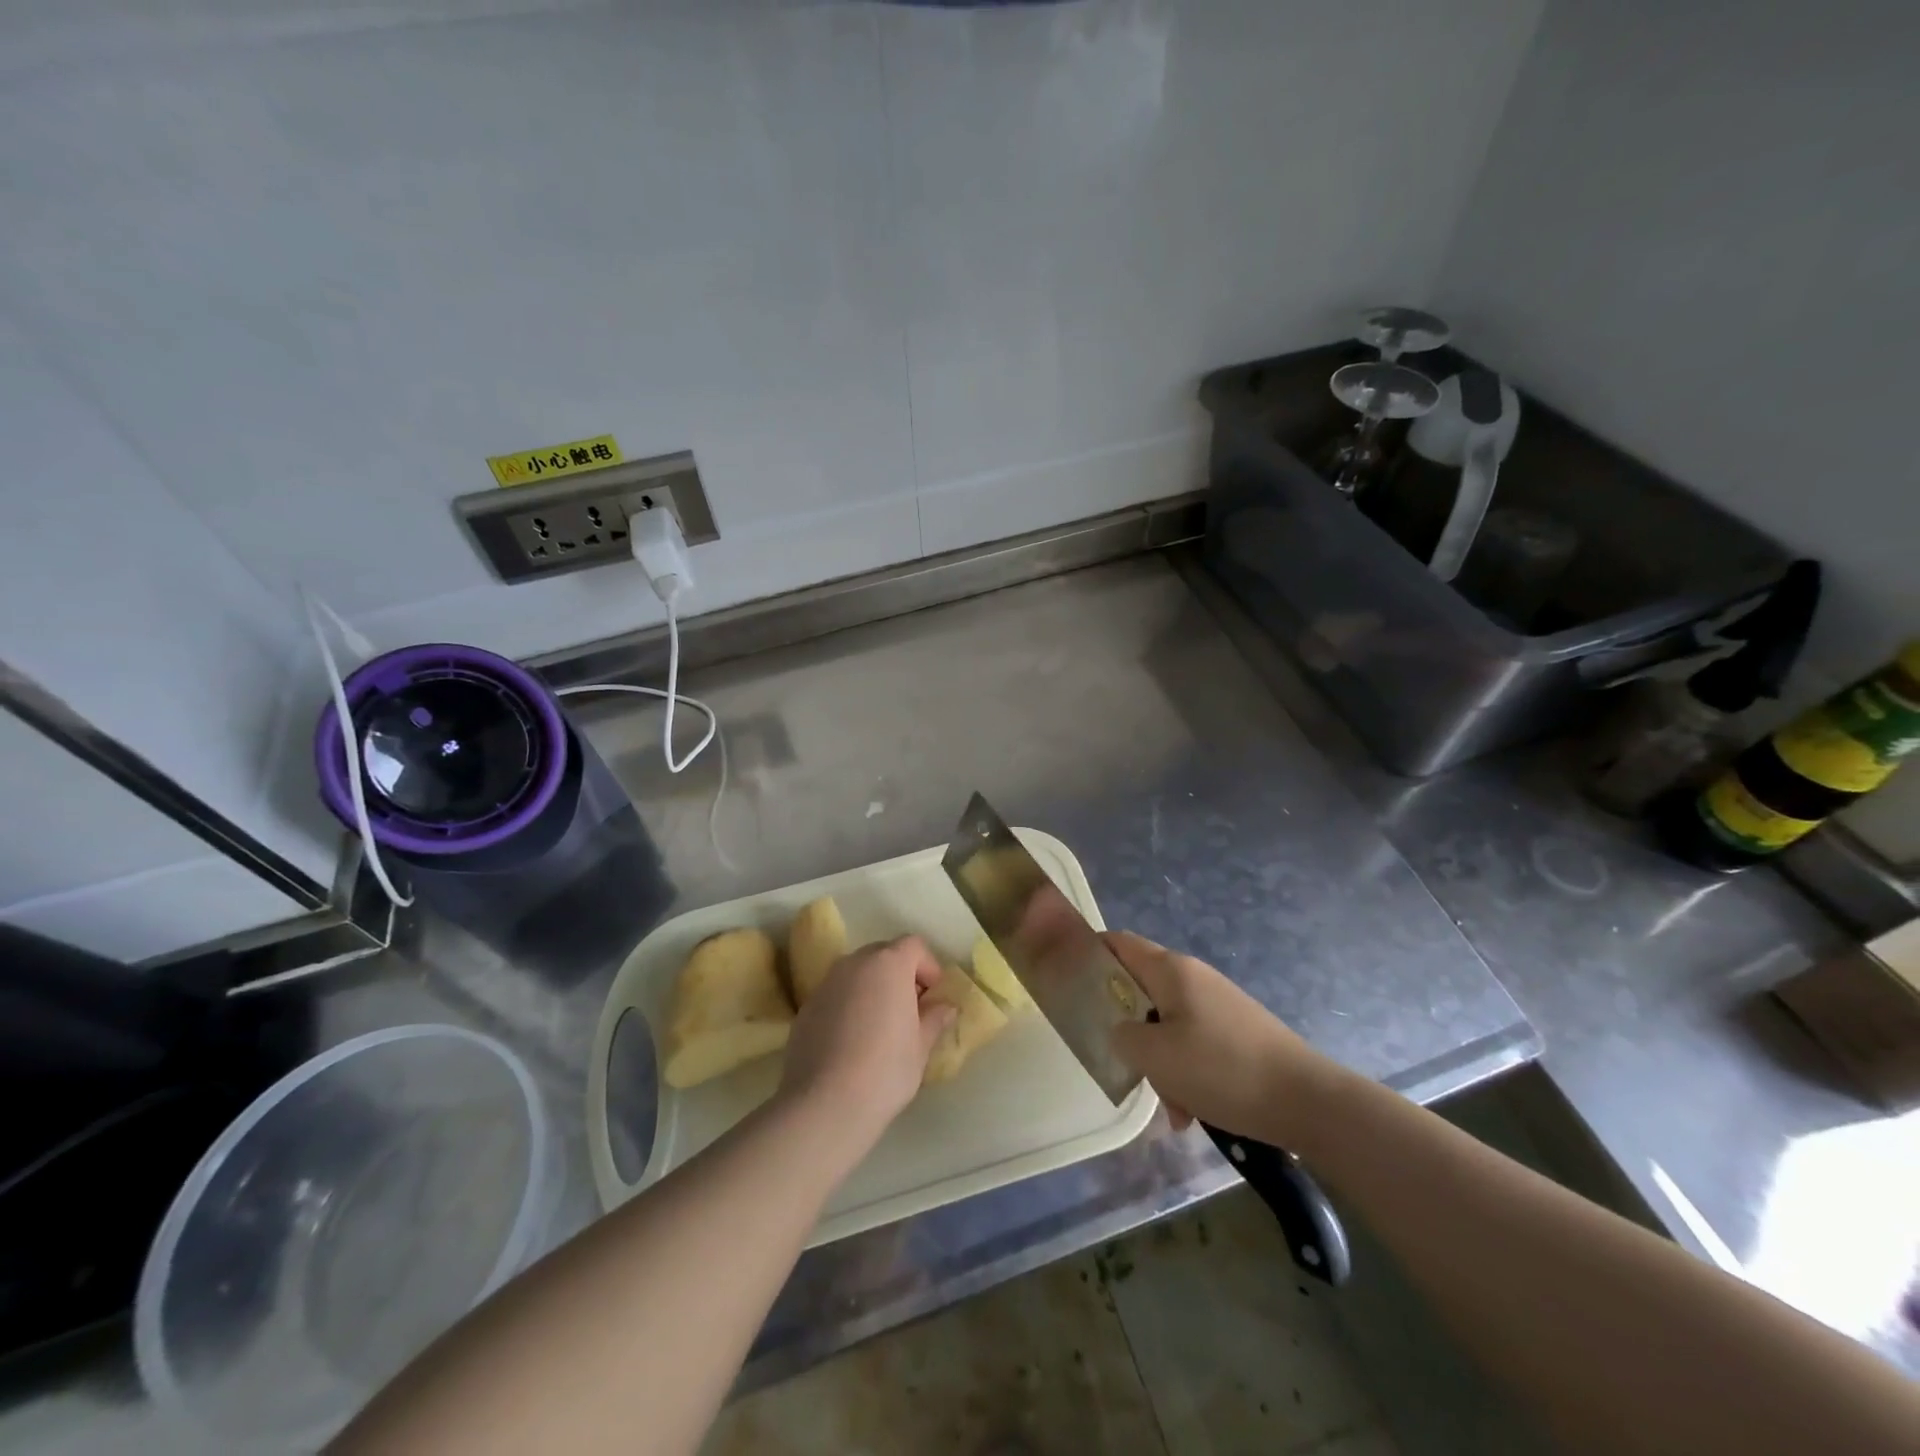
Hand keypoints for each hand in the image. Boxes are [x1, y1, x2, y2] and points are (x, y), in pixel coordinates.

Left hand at [777, 935, 955, 1152]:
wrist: (823, 1104)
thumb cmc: (885, 1070)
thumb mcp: (921, 1047)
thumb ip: (934, 1019)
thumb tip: (945, 1007)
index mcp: (888, 964)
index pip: (914, 945)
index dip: (929, 967)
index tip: (933, 997)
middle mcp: (854, 963)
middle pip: (884, 954)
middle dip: (900, 974)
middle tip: (910, 1010)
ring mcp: (826, 983)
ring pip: (857, 973)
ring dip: (873, 988)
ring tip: (881, 1026)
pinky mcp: (806, 1007)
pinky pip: (836, 994)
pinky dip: (849, 1005)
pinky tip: (852, 1041)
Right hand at [1107, 931, 1333, 1144]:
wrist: (1307, 1101)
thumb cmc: (1222, 1068)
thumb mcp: (1156, 1056)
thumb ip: (1122, 1036)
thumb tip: (1121, 1031)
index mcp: (1171, 970)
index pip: (1118, 943)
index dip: (1090, 955)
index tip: (1070, 984)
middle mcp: (1193, 978)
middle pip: (1141, 989)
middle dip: (1127, 1026)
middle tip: (1119, 1059)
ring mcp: (1218, 1004)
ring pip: (1167, 1024)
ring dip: (1159, 1061)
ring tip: (1169, 1105)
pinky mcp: (1236, 1032)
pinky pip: (1194, 1044)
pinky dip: (1185, 1072)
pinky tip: (1192, 1111)